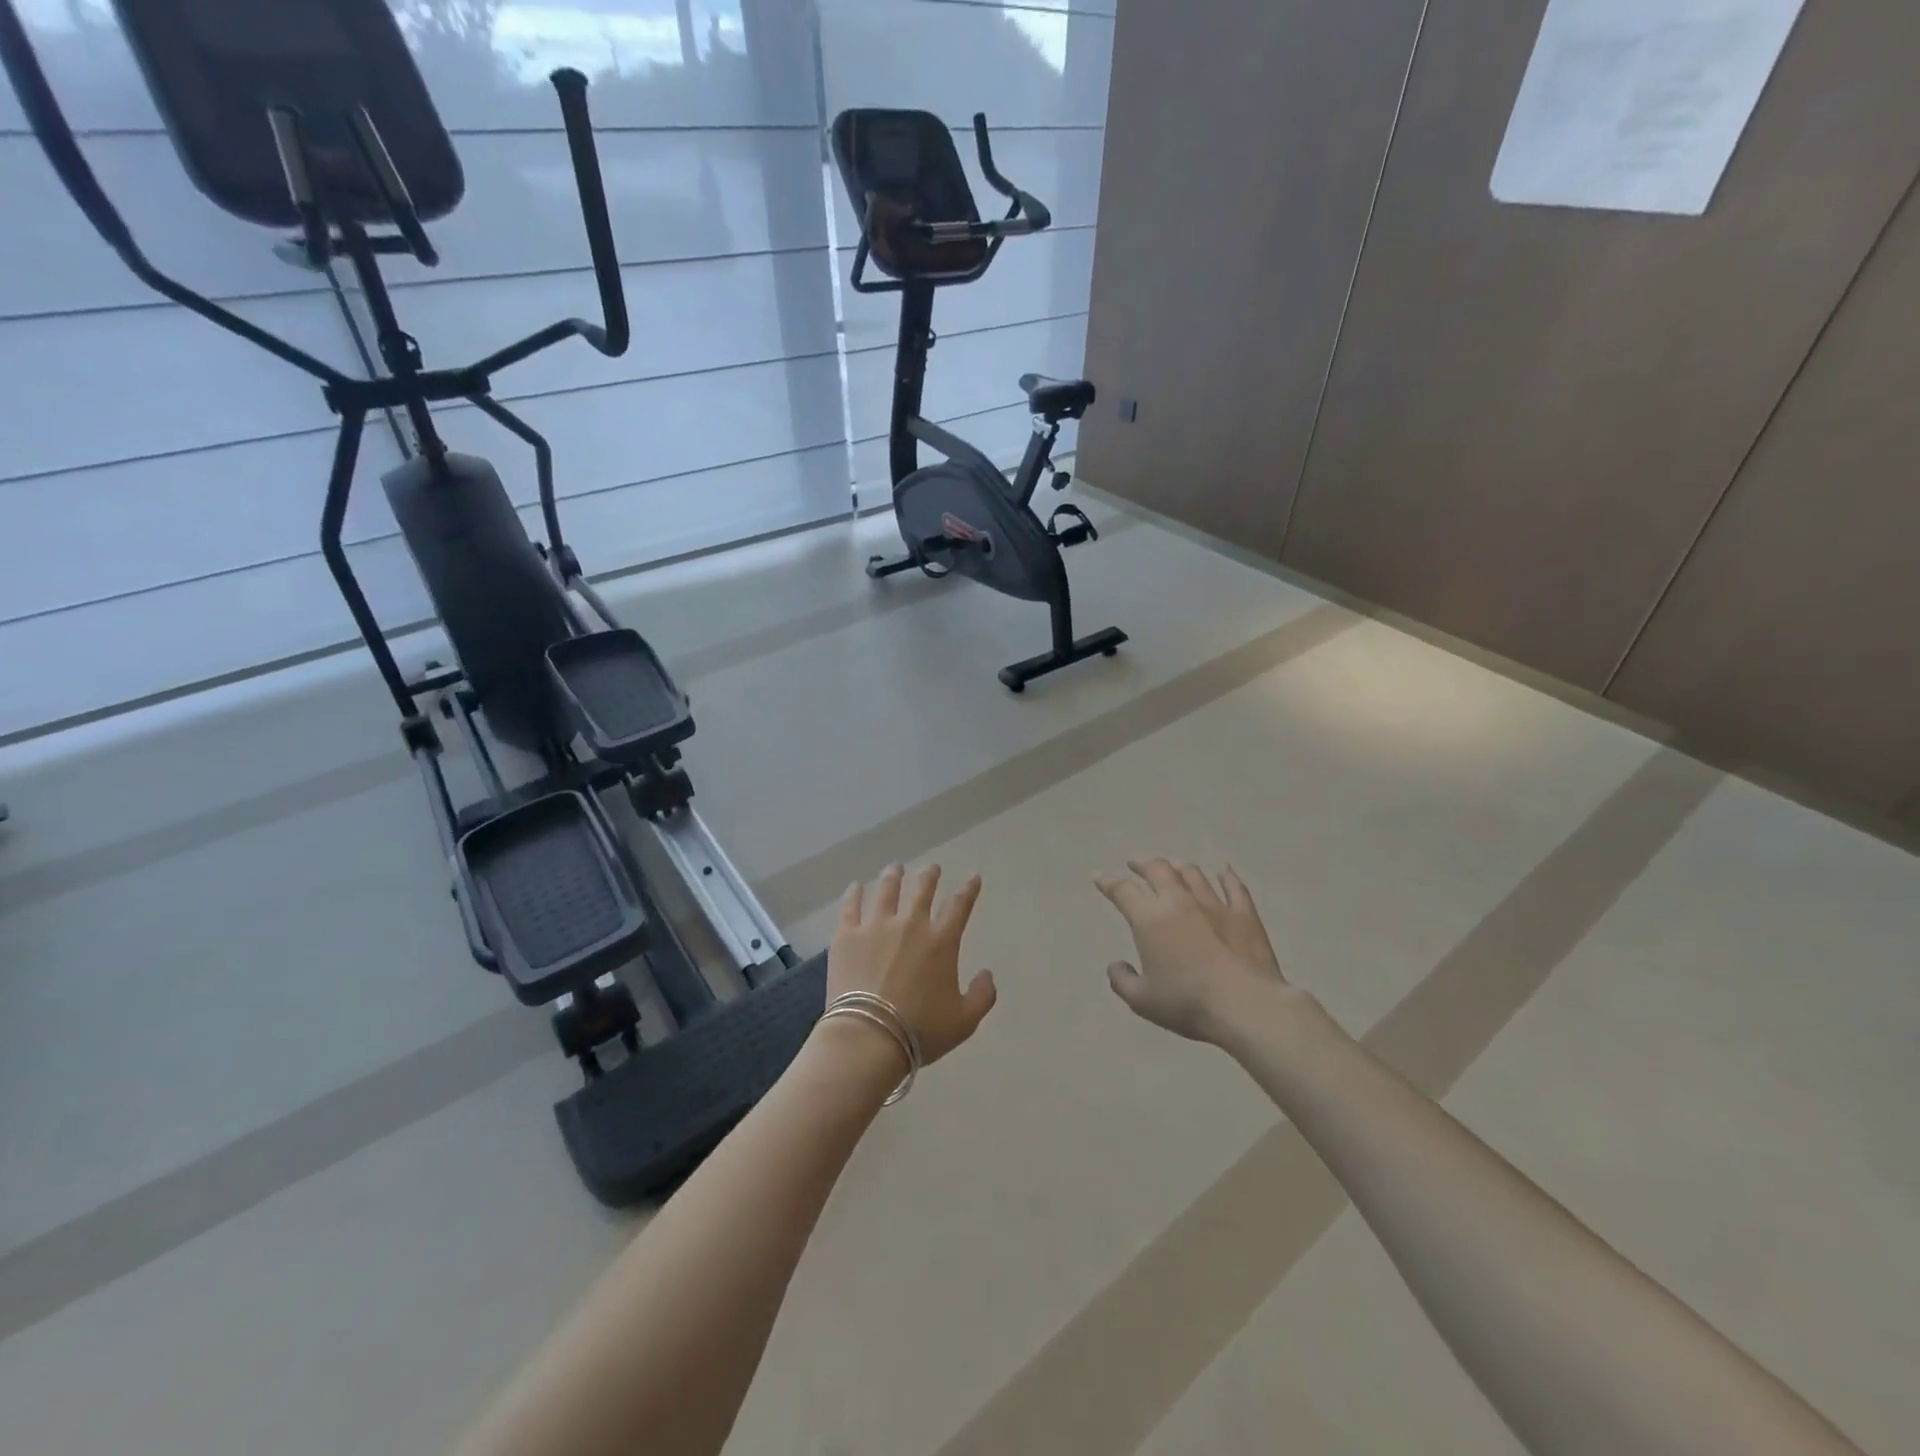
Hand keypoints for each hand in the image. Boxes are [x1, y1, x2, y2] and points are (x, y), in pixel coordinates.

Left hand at [827, 864, 996, 1066]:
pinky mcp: (847, 935)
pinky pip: (850, 905)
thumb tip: (987, 974)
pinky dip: (854, 893)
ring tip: (895, 868)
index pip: (959, 906)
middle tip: (931, 868)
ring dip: (893, 876)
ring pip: (887, 890)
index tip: (973, 877)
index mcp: (941, 941)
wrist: (869, 1037)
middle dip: (929, 875)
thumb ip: (983, 995)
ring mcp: (876, 926)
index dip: (969, 889)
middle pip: (922, 889)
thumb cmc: (920, 1031)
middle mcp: (911, 924)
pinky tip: (855, 886)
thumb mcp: (965, 1021)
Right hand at [1095, 859, 1291, 1043]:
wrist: (1246, 1006)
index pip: (1123, 891)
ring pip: (1193, 874)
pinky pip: (1234, 887)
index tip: (1099, 877)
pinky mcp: (1244, 915)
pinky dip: (1227, 876)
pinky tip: (1224, 870)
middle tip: (1135, 864)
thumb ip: (1122, 980)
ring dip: (1178, 866)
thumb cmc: (1188, 1003)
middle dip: (1143, 864)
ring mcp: (1215, 904)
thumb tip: (1116, 965)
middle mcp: (1179, 901)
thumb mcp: (1142, 1001)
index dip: (1108, 882)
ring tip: (1172, 865)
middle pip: (1158, 870)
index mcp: (1150, 919)